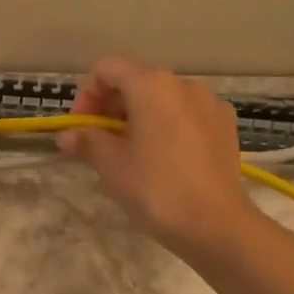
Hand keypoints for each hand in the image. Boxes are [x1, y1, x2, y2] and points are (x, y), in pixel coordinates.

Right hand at [58, 56, 257, 257]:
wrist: (216, 225)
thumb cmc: (156, 189)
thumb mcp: (111, 165)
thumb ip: (87, 141)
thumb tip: (67, 136)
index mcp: (152, 85)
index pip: (107, 68)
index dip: (87, 94)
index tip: (83, 129)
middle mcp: (183, 84)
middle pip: (136, 81)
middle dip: (112, 108)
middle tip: (101, 145)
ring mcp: (210, 104)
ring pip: (163, 99)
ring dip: (139, 118)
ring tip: (133, 155)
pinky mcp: (226, 126)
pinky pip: (187, 116)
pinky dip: (168, 127)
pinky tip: (166, 161)